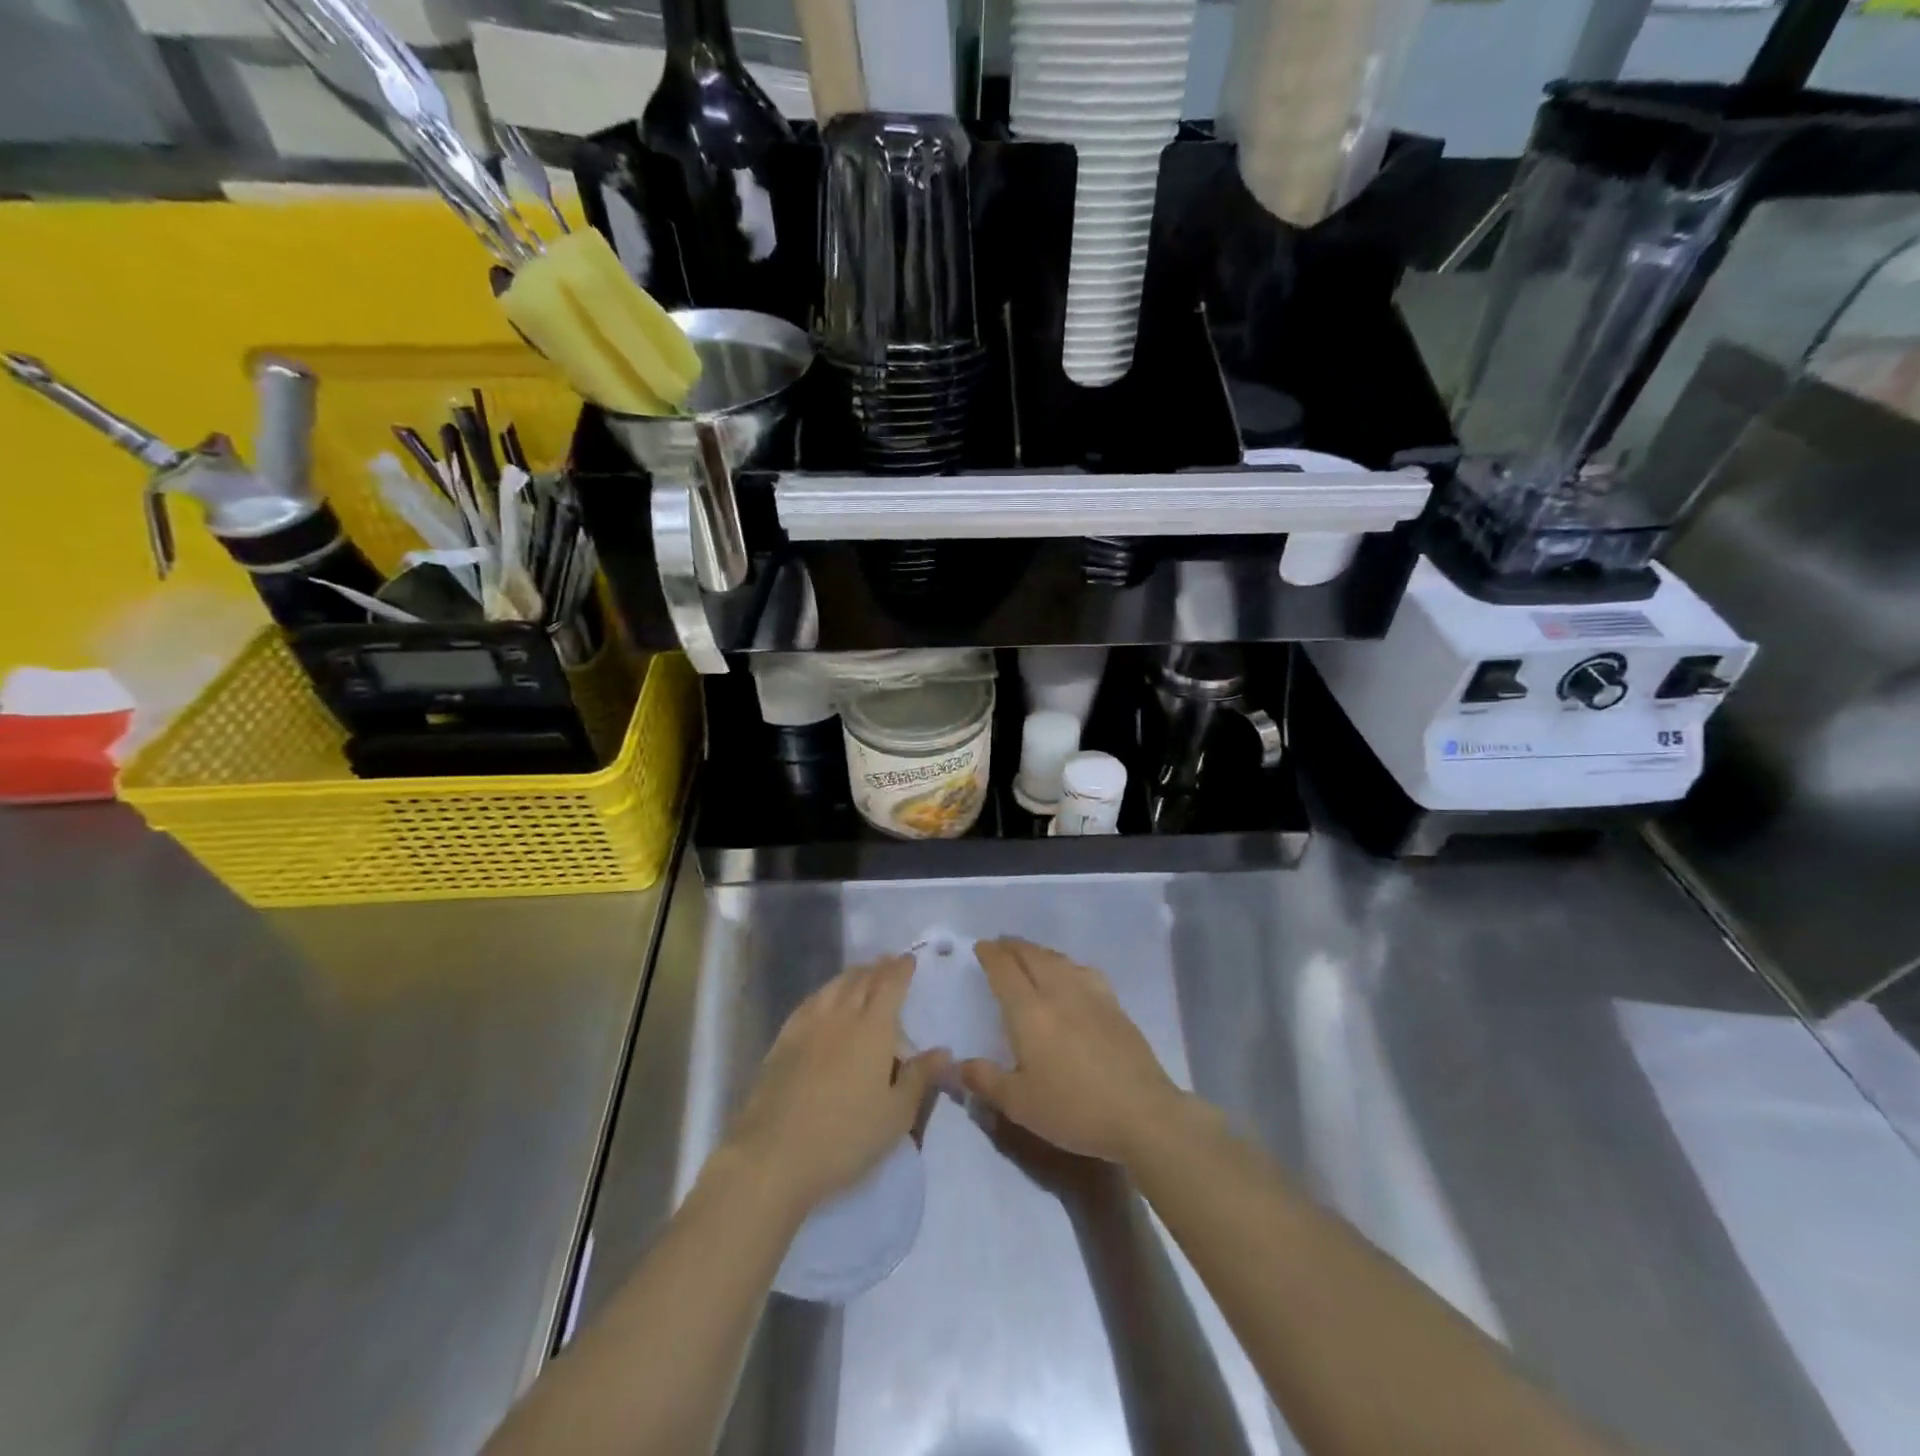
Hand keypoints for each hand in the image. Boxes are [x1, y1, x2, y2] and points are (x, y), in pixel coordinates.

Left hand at [725, 956, 948, 1219]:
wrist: (774, 1155)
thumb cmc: (846, 1137)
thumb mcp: (896, 1114)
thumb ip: (920, 1077)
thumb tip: (943, 1051)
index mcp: (873, 1028)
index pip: (890, 984)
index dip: (901, 969)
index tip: (909, 959)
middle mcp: (841, 1015)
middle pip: (861, 979)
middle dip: (878, 967)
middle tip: (889, 962)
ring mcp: (808, 1025)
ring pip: (834, 986)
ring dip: (852, 975)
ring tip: (861, 975)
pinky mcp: (783, 1041)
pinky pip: (810, 1002)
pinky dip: (825, 992)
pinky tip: (824, 1000)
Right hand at [959, 938, 1187, 1166]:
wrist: (1142, 1113)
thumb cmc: (1074, 1109)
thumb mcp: (1020, 1104)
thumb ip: (985, 1080)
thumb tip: (955, 1064)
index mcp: (1029, 1011)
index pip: (1004, 970)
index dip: (990, 955)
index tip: (980, 947)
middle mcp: (1058, 991)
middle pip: (1032, 956)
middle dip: (1013, 946)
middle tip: (1000, 945)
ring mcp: (1090, 994)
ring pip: (1058, 959)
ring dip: (1038, 951)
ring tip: (1029, 955)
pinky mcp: (1114, 1004)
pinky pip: (1083, 970)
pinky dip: (1066, 963)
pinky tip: (1070, 974)